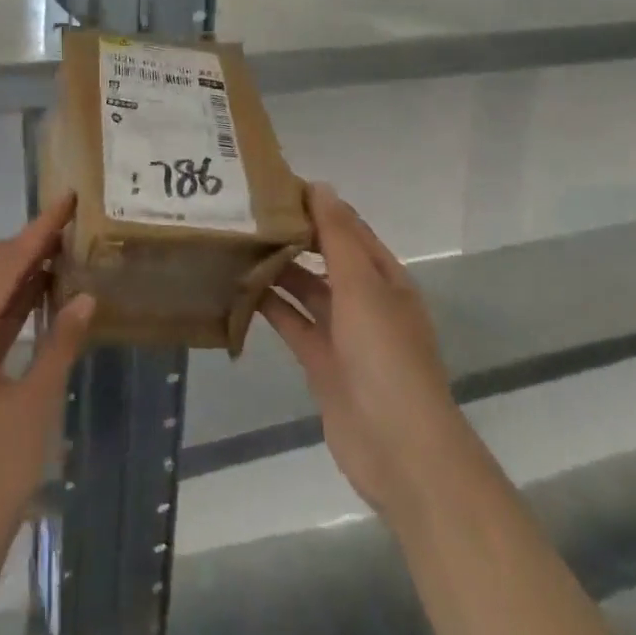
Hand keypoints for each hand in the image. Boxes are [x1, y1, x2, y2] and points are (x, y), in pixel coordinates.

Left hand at [0, 194, 94, 600]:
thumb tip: (84, 298)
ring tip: (59, 265)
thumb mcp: (33, 408)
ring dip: (11, 276)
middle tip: (61, 243)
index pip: (4, 263)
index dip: (38, 230)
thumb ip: (60, 346)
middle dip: (14, 246)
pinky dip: (6, 309)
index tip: (66, 200)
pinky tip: (40, 311)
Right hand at [262, 183, 463, 524]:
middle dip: (293, 237)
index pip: (349, 230)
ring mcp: (344, 334)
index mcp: (385, 278)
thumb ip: (338, 237)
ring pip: (306, 290)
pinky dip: (270, 307)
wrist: (398, 448)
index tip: (275, 186)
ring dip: (278, 270)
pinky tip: (238, 289)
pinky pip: (293, 324)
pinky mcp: (321, 363)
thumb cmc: (385, 355)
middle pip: (326, 258)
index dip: (318, 206)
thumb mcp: (362, 285)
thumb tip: (320, 187)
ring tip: (236, 244)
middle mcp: (366, 301)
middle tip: (246, 213)